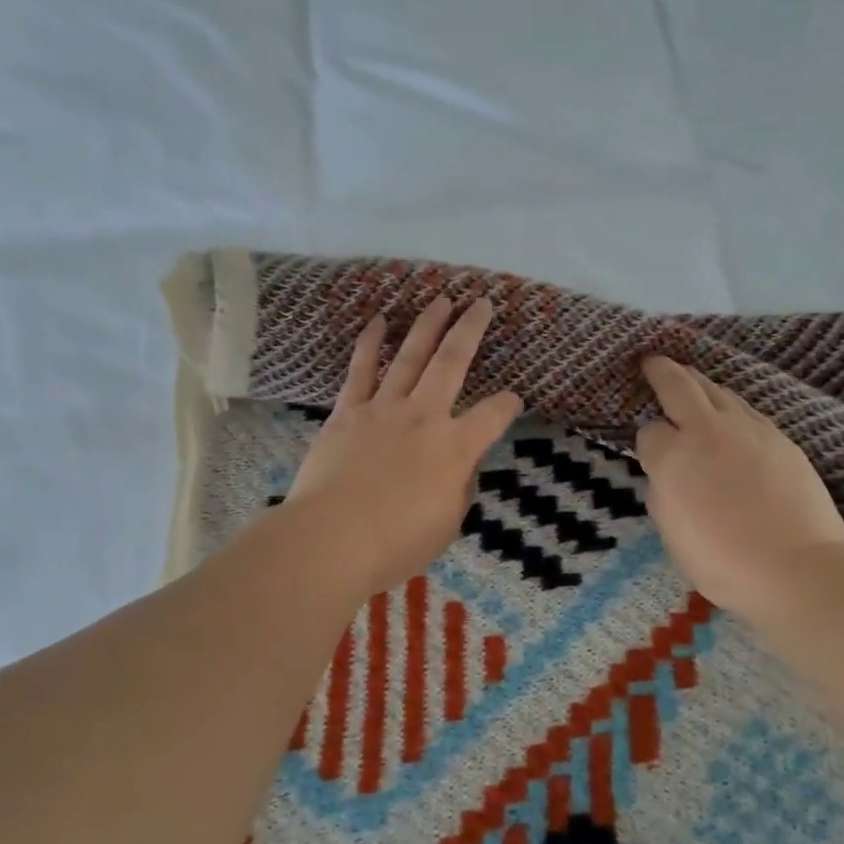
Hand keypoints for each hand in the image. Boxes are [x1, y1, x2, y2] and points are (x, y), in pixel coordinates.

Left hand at [284, 298, 522, 603]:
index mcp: (455, 447)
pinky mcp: (348, 412)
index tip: (512, 400)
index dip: (508, 405)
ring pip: (410, 356)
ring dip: (427, 325)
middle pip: (452, 362)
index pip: (493, 415)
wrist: (331, 537)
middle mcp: (424, 416)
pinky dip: (370, 343)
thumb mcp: (446, 526)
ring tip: (440, 300)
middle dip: (471, 329)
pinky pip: (361, 370)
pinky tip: (378, 321)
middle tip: (481, 302)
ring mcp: (383, 409)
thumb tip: (461, 467)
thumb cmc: (395, 543)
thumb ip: (459, 489)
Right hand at [635, 356, 843, 620]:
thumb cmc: (722, 561)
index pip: (649, 431)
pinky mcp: (780, 438)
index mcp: (673, 457)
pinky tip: (730, 417)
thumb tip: (668, 471)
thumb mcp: (671, 531)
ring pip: (718, 391)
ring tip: (690, 380)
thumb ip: (663, 490)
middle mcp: (707, 431)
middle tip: (652, 361)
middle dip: (662, 371)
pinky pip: (746, 410)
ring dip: (699, 384)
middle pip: (680, 385)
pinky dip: (730, 406)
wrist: (797, 568)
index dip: (647, 440)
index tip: (651, 451)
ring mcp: (749, 429)